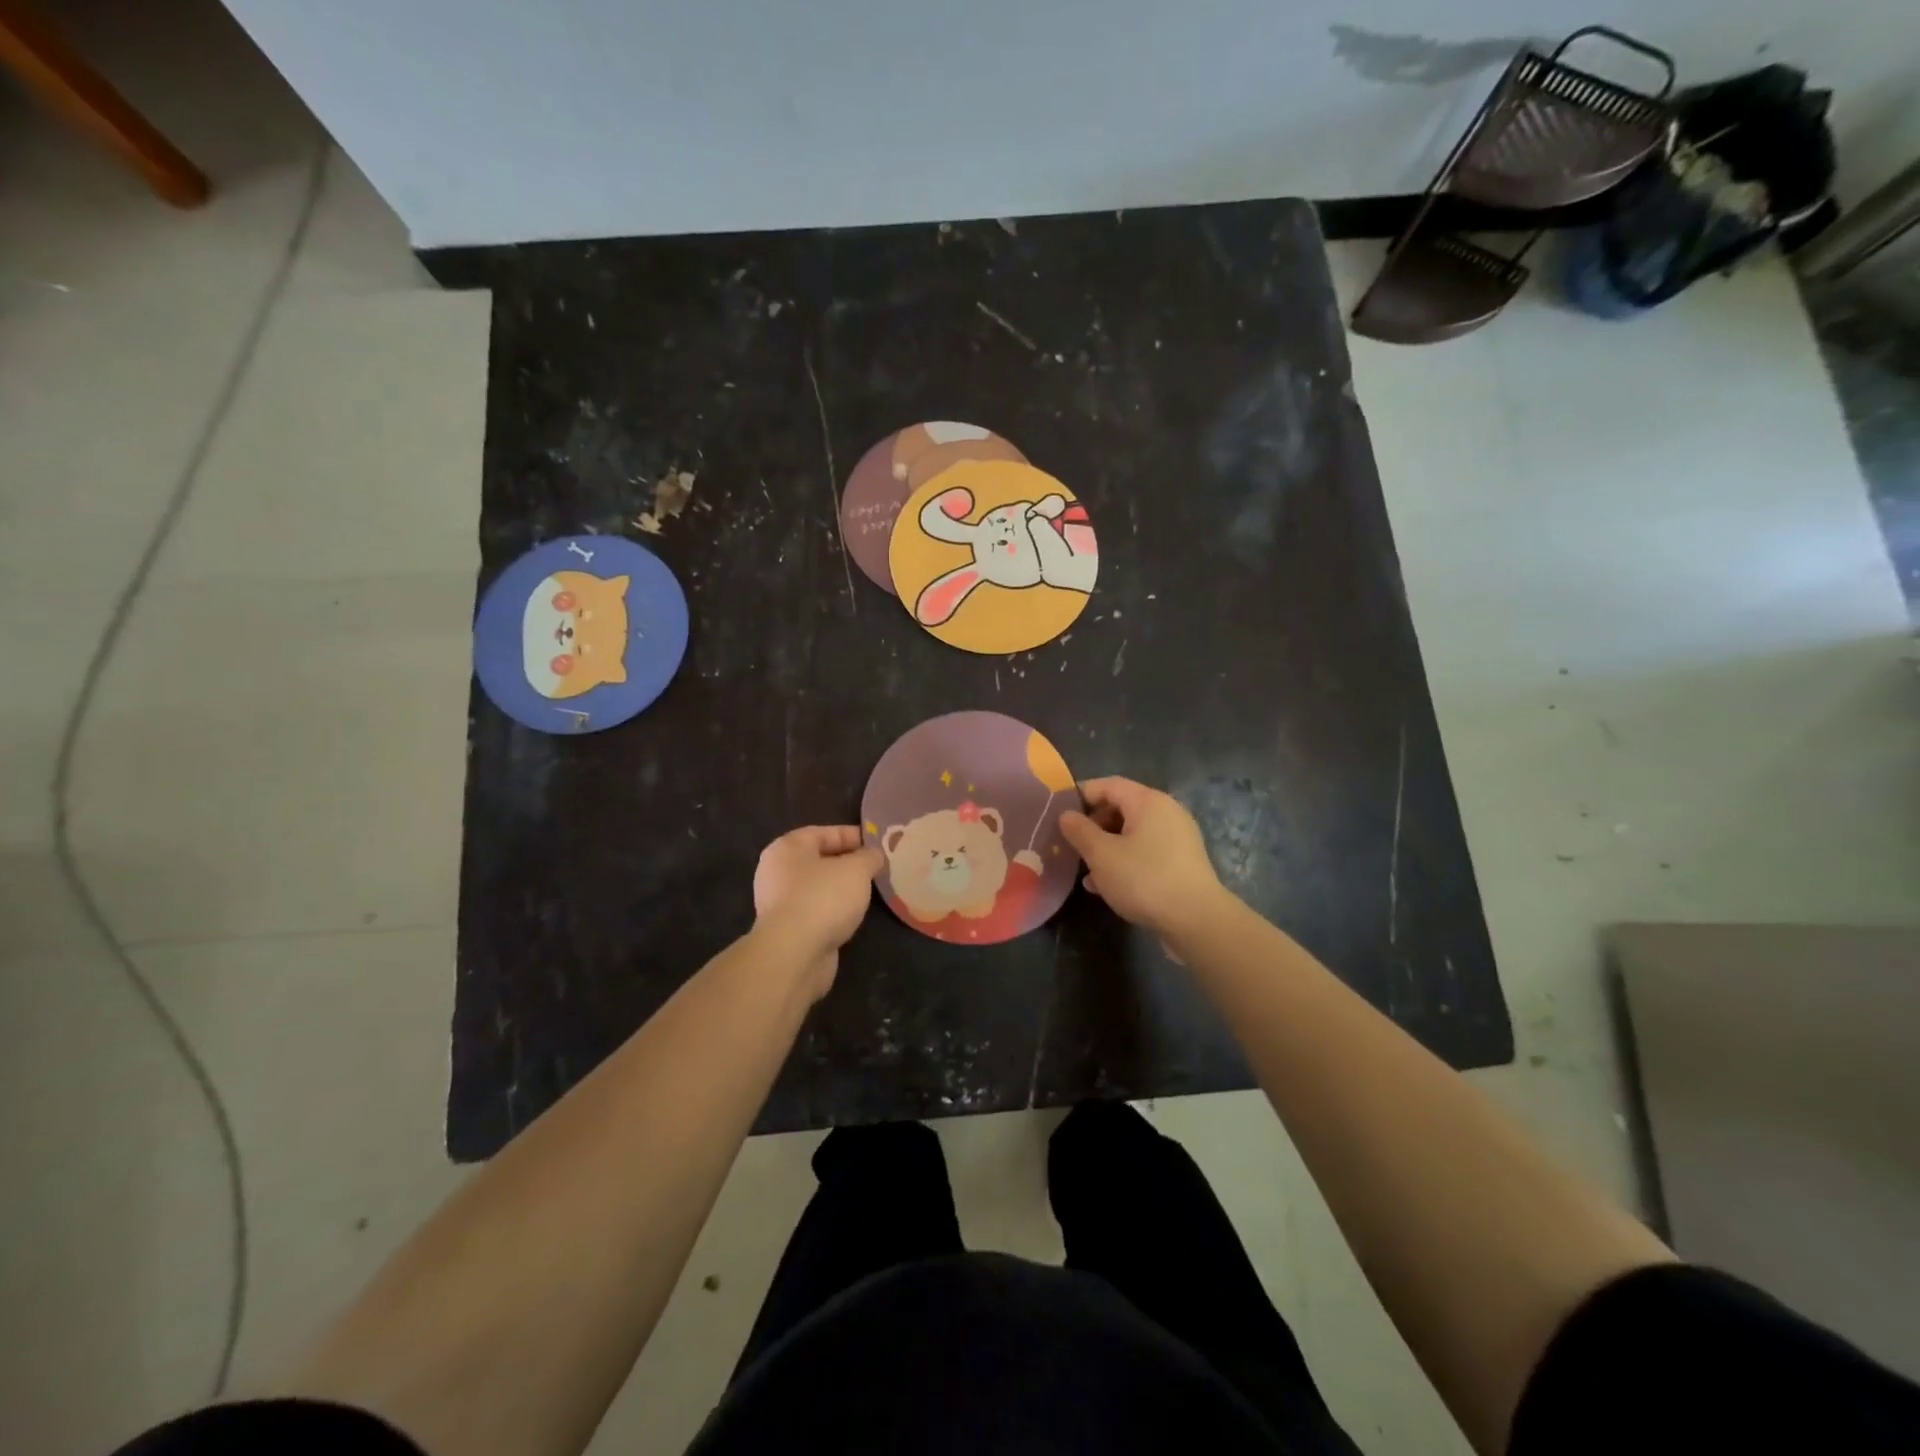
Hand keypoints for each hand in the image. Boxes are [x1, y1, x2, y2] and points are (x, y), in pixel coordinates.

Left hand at [752, 826, 882, 998]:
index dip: (852, 835)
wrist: (794, 954)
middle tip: (876, 868)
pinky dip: (833, 911)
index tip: (877, 844)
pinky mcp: (787, 930)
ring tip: (869, 893)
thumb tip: (874, 855)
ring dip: (841, 890)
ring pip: (818, 888)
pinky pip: (815, 911)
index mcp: (787, 848)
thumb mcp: (857, 869)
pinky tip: (852, 916)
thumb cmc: (823, 898)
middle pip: (819, 860)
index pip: (823, 833)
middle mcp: (777, 872)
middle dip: (848, 863)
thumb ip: (869, 857)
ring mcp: (779, 903)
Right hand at [1058, 777, 1227, 941]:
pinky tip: (1105, 886)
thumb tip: (1066, 815)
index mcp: (1148, 801)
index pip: (1108, 785)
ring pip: (1132, 834)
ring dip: (1106, 847)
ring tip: (1084, 870)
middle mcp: (1166, 812)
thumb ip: (1080, 831)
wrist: (1196, 920)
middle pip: (1121, 808)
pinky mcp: (1181, 862)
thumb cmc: (1144, 879)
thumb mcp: (1101, 855)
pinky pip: (1145, 852)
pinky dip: (1124, 861)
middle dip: (1093, 825)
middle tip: (1071, 845)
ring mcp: (1177, 838)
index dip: (1081, 795)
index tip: (1058, 812)